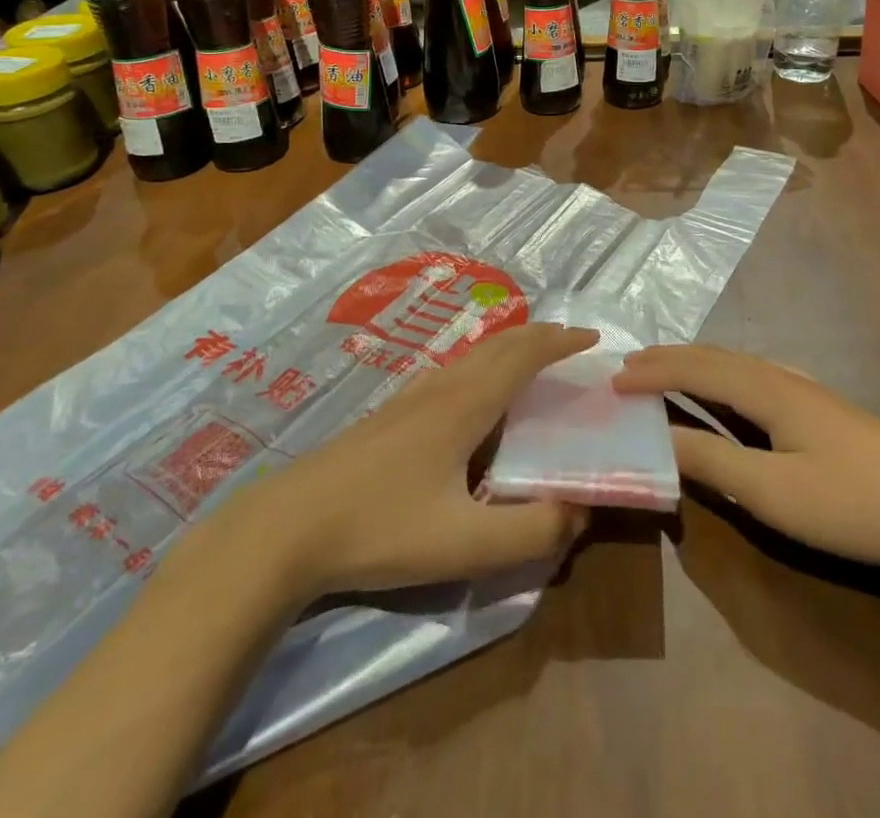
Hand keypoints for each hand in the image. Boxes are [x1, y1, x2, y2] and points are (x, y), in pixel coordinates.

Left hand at [262, 322, 596, 599]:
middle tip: (570, 340)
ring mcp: (410, 398)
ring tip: (529, 356)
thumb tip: (582, 510)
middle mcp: (441, 388)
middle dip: (539, 336)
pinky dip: (481, 362)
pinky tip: (469, 389)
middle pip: (498, 345)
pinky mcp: (388, 415)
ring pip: (471, 354)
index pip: (523, 357)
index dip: (560, 343)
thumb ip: (530, 532)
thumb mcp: (464, 543)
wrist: (287, 527)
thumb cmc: (380, 528)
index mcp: (465, 405)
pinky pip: (451, 370)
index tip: (593, 338)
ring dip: (509, 346)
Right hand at [614, 344, 879, 580]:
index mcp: (767, 389)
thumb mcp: (772, 491)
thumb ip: (712, 460)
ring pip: (739, 365)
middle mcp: (784, 378)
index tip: (612, 381)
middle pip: (717, 357)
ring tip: (669, 372)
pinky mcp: (825, 412)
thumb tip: (658, 436)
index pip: (696, 369)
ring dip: (698, 366)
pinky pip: (757, 379)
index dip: (653, 373)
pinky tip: (734, 393)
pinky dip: (725, 379)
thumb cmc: (851, 501)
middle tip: (630, 366)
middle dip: (670, 359)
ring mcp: (809, 393)